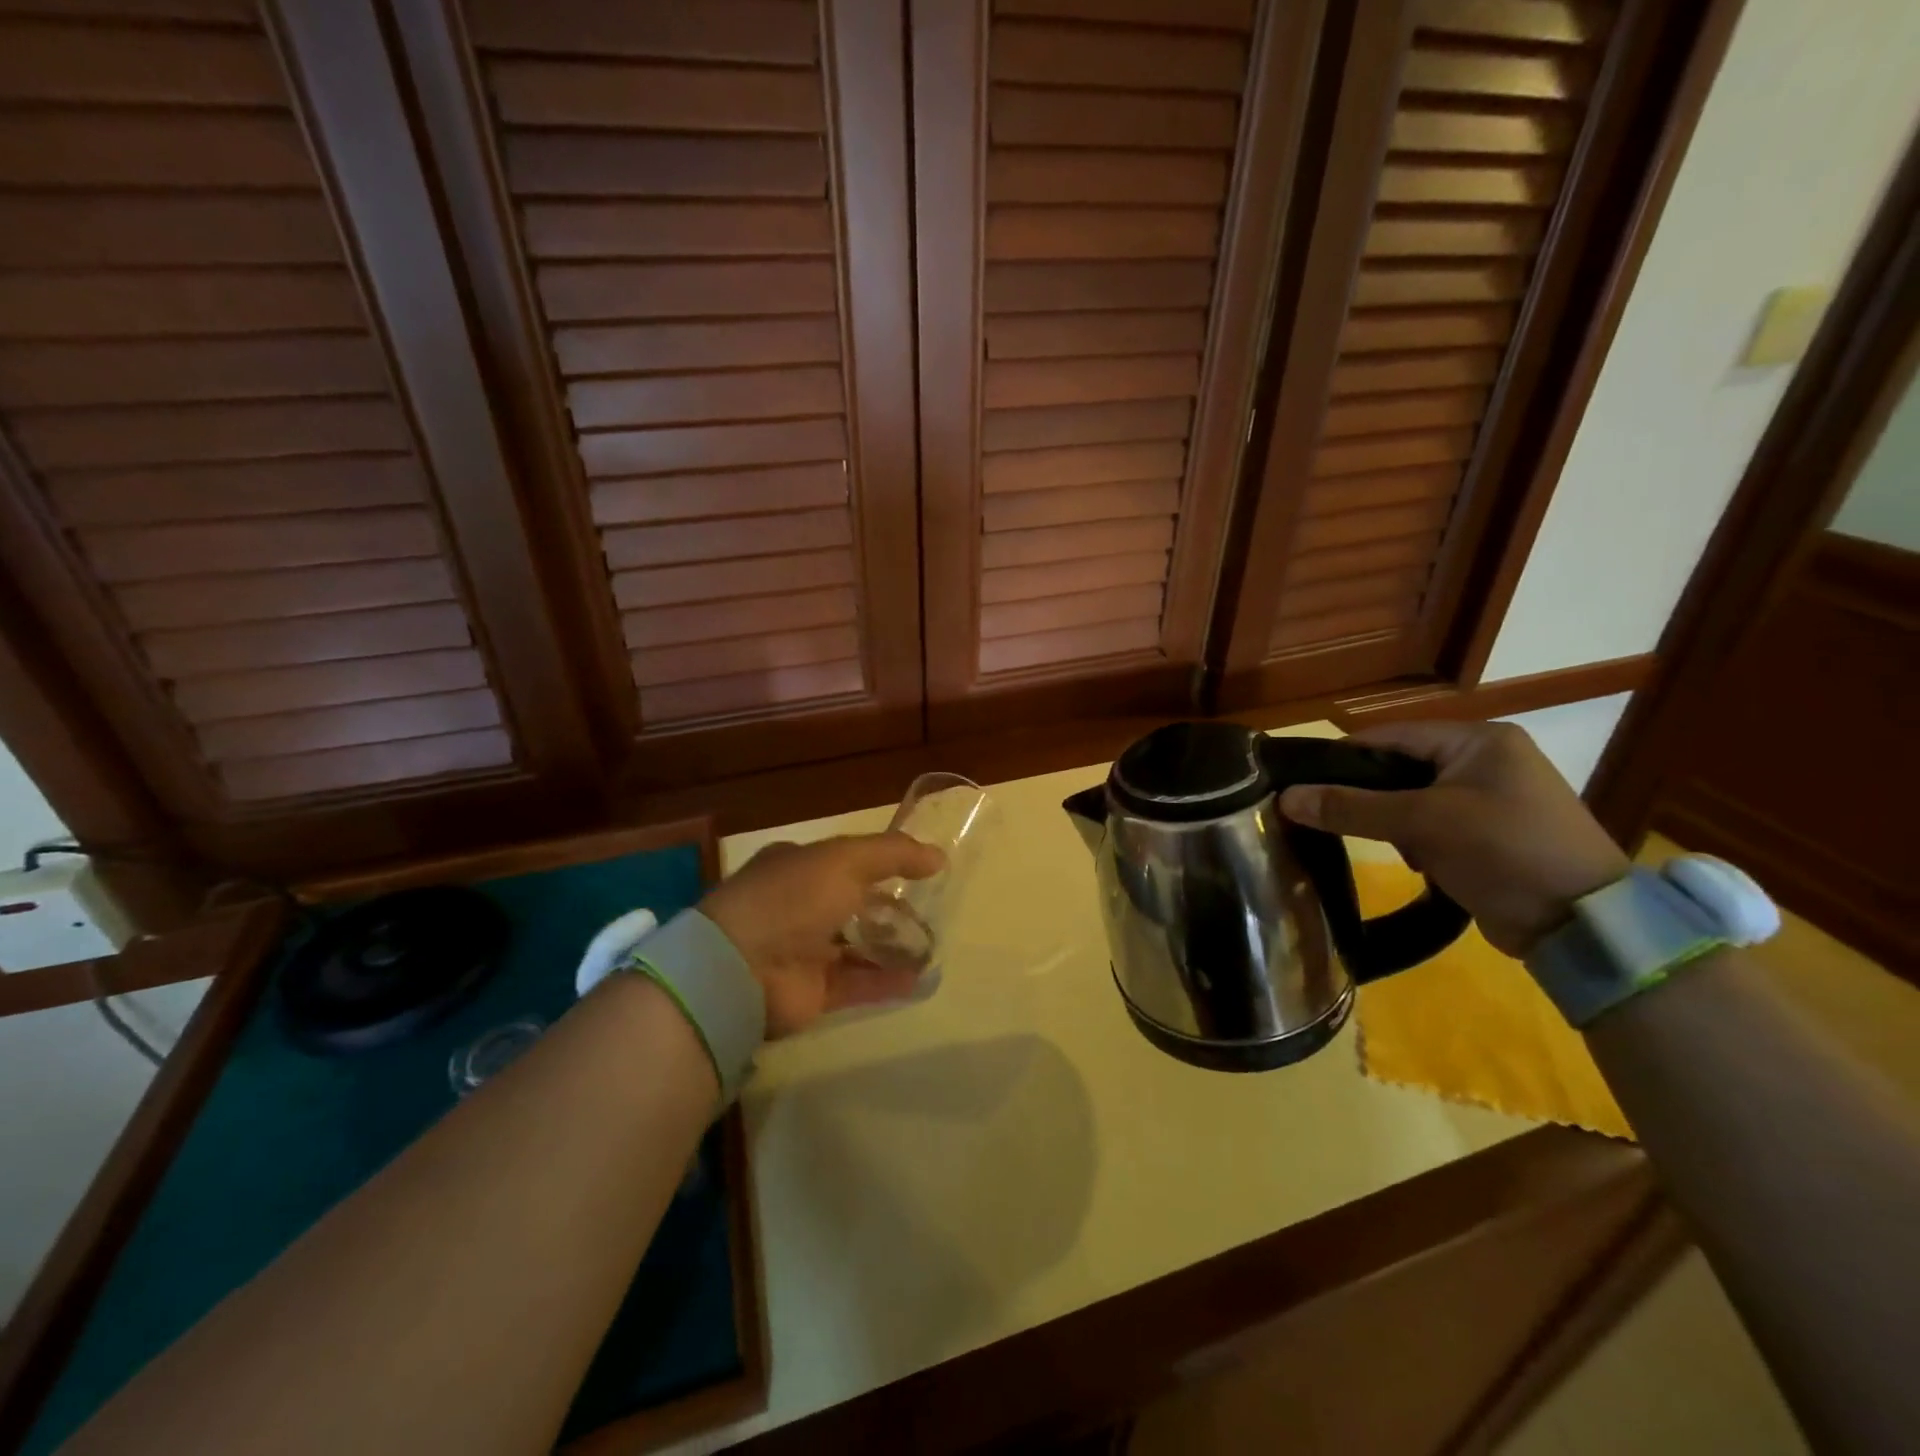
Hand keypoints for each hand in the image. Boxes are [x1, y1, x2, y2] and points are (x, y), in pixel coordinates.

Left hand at [700, 833, 945, 1036]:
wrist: (741, 968)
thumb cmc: (792, 898)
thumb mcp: (845, 859)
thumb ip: (894, 854)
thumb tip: (939, 857)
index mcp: (798, 867)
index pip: (845, 862)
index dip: (881, 865)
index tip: (919, 872)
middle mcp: (799, 906)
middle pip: (855, 905)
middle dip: (892, 909)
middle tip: (932, 913)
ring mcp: (804, 950)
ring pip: (859, 946)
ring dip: (894, 946)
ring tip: (934, 947)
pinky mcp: (813, 992)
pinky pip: (858, 984)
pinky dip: (887, 981)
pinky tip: (920, 979)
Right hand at [1277, 721, 1629, 956]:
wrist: (1584, 925)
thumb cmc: (1505, 852)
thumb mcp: (1422, 824)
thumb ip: (1351, 807)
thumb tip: (1286, 798)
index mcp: (1478, 740)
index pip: (1389, 736)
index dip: (1342, 759)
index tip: (1301, 785)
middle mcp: (1487, 760)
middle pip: (1399, 768)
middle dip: (1368, 796)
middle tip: (1332, 819)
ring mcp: (1493, 798)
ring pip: (1412, 799)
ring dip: (1392, 822)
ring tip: (1385, 847)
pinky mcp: (1493, 833)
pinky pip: (1434, 824)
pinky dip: (1416, 840)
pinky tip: (1415, 863)